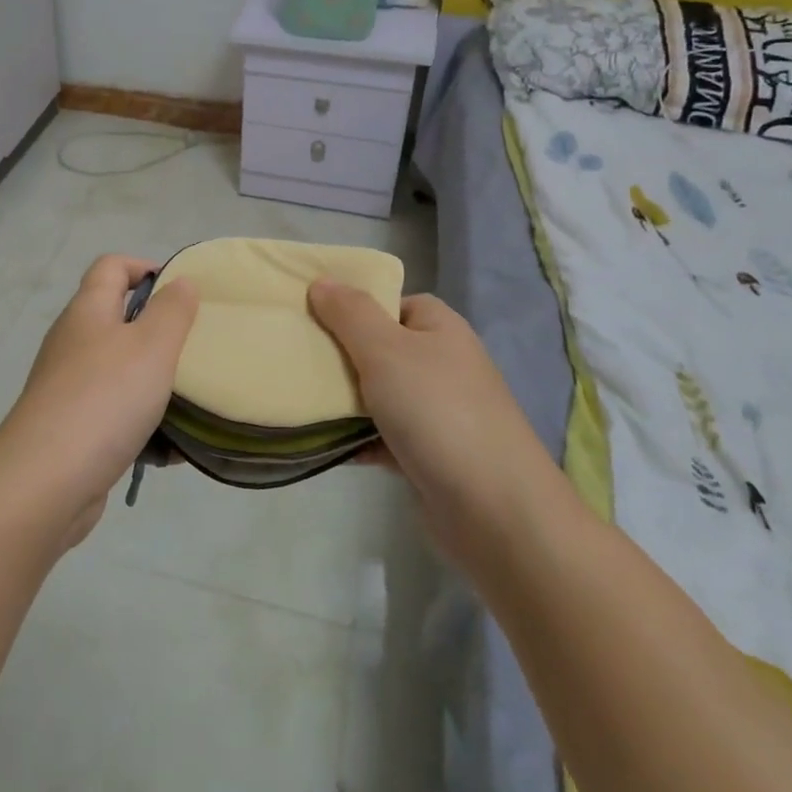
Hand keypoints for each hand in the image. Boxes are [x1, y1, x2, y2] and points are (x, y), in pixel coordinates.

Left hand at [0, 256, 198, 541]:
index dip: (147, 267)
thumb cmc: (104, 399)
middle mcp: (74, 342)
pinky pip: (117, 415)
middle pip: (119, 319)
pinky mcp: (73, 429)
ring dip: (157, 383)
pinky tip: (174, 449)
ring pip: (121, 372)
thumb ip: (172, 310)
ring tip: (194, 398)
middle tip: (197, 347)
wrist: (45, 482)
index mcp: (88, 311)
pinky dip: (145, 426)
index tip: (183, 291)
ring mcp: (69, 387)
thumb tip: (181, 282)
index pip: (112, 266)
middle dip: (161, 332)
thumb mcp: (152, 346)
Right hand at [307, 281, 555, 528]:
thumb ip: (349, 313)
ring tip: (300, 398)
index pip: (391, 301)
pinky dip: (356, 440)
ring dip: (344, 400)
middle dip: (340, 354)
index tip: (311, 316)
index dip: (353, 306)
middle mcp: (442, 364)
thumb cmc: (436, 411)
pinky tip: (325, 444)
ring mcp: (437, 412)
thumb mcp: (385, 349)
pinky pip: (381, 436)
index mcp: (439, 329)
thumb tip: (322, 281)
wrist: (493, 510)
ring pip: (378, 394)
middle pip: (379, 347)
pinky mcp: (428, 455)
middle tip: (297, 358)